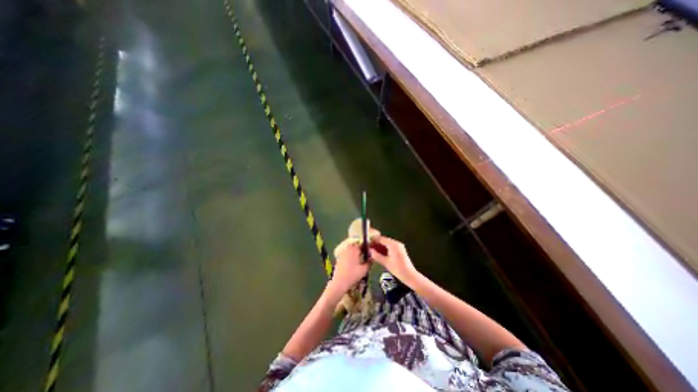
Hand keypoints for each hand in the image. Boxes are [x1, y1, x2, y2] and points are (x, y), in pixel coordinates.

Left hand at [329, 239, 370, 292]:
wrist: (339, 282)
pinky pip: (345, 254)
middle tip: (364, 255)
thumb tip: (372, 258)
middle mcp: (348, 249)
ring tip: (358, 259)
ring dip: (354, 252)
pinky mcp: (339, 258)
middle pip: (355, 246)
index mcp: (354, 250)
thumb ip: (369, 263)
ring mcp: (342, 254)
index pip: (361, 244)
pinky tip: (351, 263)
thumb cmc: (353, 275)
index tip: (369, 251)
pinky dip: (349, 256)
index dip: (366, 247)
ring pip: (350, 250)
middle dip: (359, 249)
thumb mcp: (364, 270)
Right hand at [367, 234, 415, 282]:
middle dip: (376, 244)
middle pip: (384, 240)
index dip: (373, 241)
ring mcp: (399, 247)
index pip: (381, 238)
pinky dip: (385, 250)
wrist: (410, 276)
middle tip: (369, 249)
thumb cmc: (397, 269)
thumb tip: (369, 251)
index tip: (367, 244)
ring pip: (386, 244)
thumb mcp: (385, 262)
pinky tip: (379, 254)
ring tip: (372, 252)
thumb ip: (376, 255)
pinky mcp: (400, 251)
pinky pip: (390, 247)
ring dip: (380, 247)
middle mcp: (396, 243)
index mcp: (393, 244)